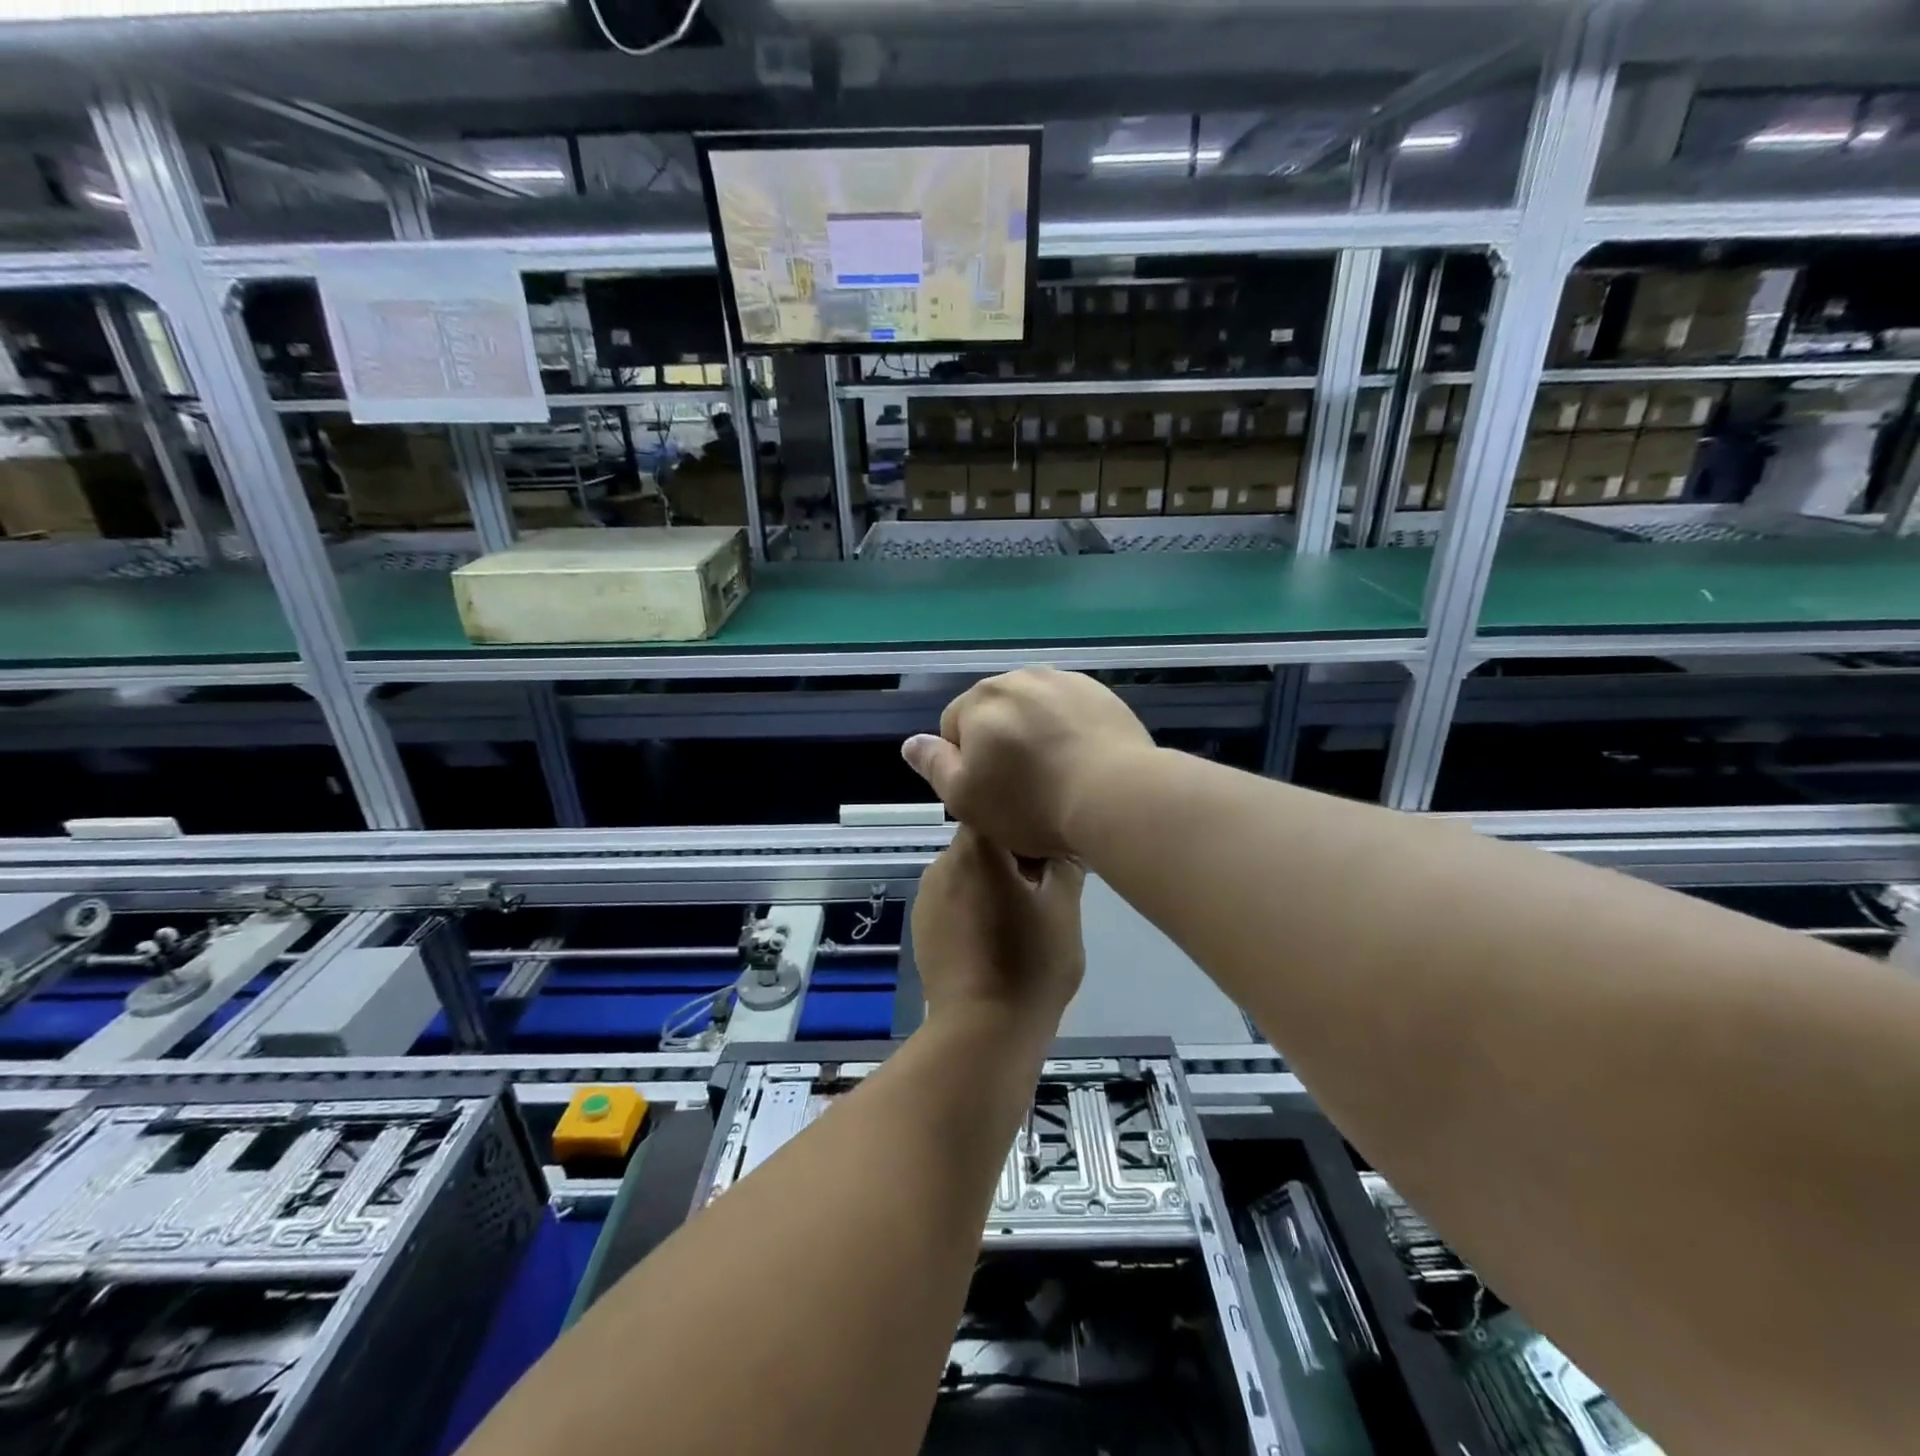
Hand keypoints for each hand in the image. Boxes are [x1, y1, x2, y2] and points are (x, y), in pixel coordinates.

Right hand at [901, 668, 1154, 858]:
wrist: (1114, 794)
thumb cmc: (1030, 802)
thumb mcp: (964, 796)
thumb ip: (933, 764)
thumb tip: (911, 741)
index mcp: (979, 700)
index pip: (954, 727)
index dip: (966, 764)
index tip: (990, 793)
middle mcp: (1018, 678)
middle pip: (995, 714)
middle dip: (1001, 743)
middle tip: (1023, 788)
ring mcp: (1063, 681)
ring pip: (1034, 710)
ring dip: (1035, 734)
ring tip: (1057, 775)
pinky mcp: (1100, 692)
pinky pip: (1070, 711)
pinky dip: (1069, 730)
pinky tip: (1083, 762)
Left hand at [913, 827, 1085, 1031]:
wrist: (983, 1031)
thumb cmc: (1031, 964)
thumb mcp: (1065, 908)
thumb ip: (1065, 863)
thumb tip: (1063, 845)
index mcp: (975, 849)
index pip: (1001, 812)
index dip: (1029, 826)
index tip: (1051, 854)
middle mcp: (942, 863)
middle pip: (983, 841)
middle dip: (1014, 858)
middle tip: (1045, 890)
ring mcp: (926, 896)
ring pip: (968, 871)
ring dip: (993, 882)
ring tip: (1021, 918)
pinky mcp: (920, 926)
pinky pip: (953, 899)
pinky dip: (975, 906)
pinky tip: (995, 938)